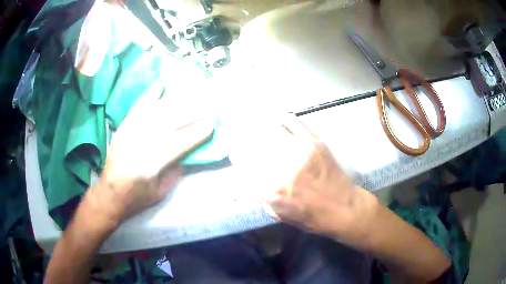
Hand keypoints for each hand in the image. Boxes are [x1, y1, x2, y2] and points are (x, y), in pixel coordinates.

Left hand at [82, 81, 214, 228]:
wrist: (109, 195)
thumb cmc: (136, 199)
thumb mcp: (160, 192)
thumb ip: (175, 171)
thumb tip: (189, 151)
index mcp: (149, 166)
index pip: (177, 144)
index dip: (196, 133)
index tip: (211, 125)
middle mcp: (138, 144)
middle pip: (168, 122)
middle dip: (190, 113)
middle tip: (207, 107)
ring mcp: (128, 133)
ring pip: (155, 112)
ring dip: (176, 104)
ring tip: (192, 98)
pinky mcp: (122, 128)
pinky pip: (137, 108)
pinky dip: (149, 96)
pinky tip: (160, 86)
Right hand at [230, 115, 378, 245]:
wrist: (341, 208)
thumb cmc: (309, 217)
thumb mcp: (277, 215)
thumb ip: (259, 196)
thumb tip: (248, 179)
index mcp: (269, 189)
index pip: (243, 163)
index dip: (235, 152)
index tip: (233, 147)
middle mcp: (281, 168)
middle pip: (253, 143)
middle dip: (242, 134)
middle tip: (238, 128)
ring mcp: (299, 151)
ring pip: (270, 129)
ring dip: (259, 124)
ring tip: (253, 119)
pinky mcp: (314, 142)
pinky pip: (293, 122)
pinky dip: (282, 117)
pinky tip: (277, 117)